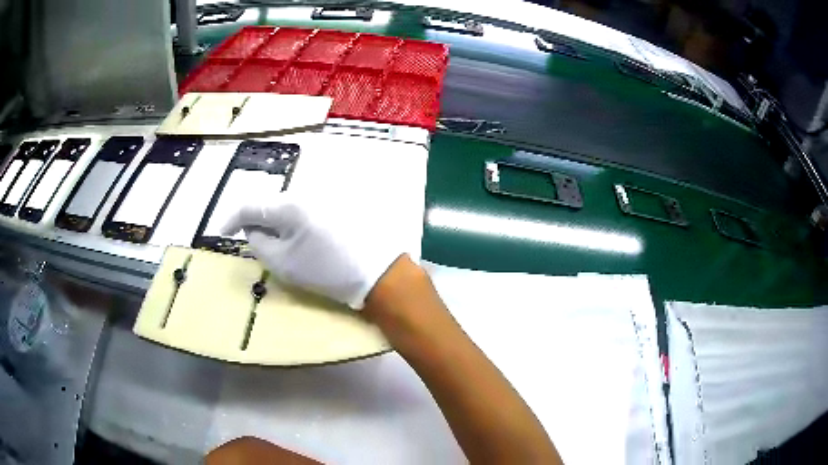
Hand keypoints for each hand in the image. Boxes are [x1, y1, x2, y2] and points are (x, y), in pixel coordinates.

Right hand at [222, 194, 404, 308]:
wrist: (380, 272)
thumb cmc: (328, 271)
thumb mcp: (284, 264)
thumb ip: (259, 242)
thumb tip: (251, 228)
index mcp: (289, 204)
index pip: (250, 206)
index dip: (232, 219)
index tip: (223, 231)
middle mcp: (307, 190)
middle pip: (272, 204)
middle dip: (261, 223)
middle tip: (261, 245)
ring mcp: (327, 192)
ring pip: (291, 206)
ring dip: (282, 223)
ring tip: (291, 247)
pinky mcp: (341, 200)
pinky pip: (309, 207)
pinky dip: (300, 221)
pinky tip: (312, 240)